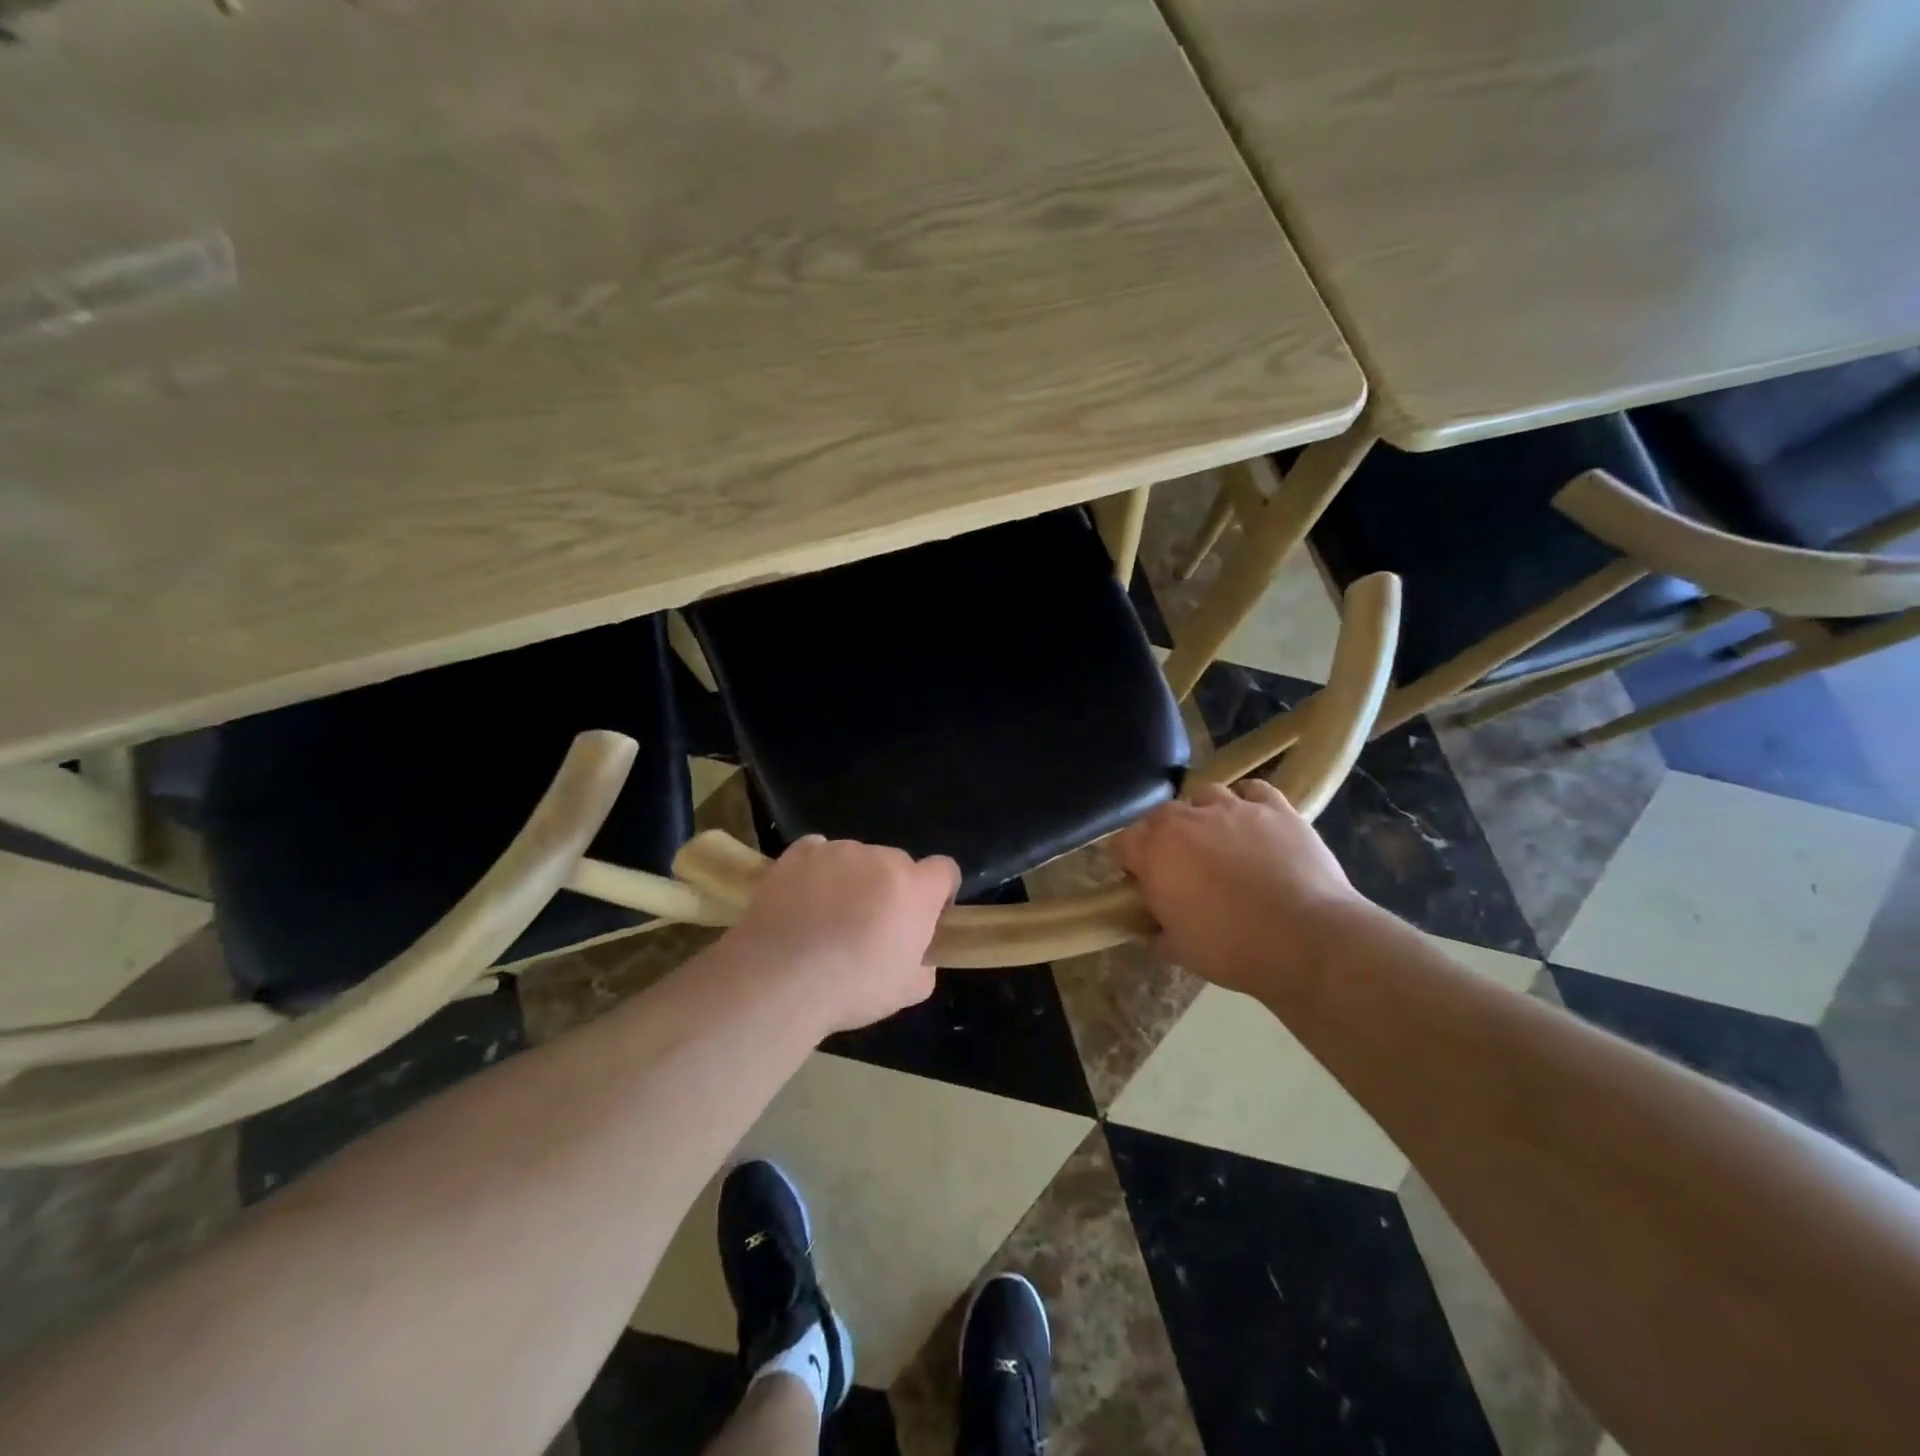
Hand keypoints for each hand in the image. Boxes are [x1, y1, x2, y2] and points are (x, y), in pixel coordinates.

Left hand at [722, 836, 959, 1034]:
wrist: (780, 979)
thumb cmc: (852, 988)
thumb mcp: (908, 992)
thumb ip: (924, 965)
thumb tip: (918, 956)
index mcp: (915, 888)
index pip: (945, 870)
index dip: (939, 892)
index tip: (926, 917)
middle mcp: (881, 858)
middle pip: (898, 864)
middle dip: (891, 889)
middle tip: (871, 926)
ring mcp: (837, 851)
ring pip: (856, 859)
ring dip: (853, 879)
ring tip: (828, 917)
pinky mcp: (798, 853)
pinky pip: (817, 852)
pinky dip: (816, 869)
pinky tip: (803, 898)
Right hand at [1114, 780, 1365, 996]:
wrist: (1306, 939)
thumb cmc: (1231, 948)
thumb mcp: (1178, 949)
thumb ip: (1157, 928)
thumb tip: (1154, 923)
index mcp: (1155, 850)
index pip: (1123, 842)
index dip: (1130, 862)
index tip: (1142, 882)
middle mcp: (1187, 818)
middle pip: (1162, 815)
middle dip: (1165, 836)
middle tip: (1181, 867)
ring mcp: (1233, 807)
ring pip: (1205, 794)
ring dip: (1204, 813)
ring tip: (1219, 839)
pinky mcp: (1276, 808)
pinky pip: (1253, 790)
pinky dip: (1248, 801)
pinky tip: (1254, 821)